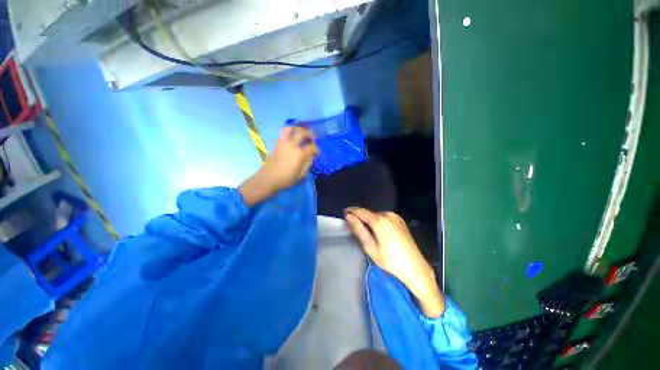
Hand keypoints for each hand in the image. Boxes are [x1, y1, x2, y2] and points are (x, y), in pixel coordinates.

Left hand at [262, 126, 317, 190]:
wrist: (268, 178)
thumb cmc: (286, 179)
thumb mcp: (301, 175)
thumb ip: (308, 163)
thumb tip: (311, 156)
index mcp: (299, 154)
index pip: (312, 147)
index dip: (316, 149)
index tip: (317, 152)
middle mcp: (291, 145)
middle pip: (302, 133)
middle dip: (309, 134)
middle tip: (312, 139)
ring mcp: (283, 142)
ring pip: (290, 128)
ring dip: (298, 128)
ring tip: (302, 133)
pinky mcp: (276, 143)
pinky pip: (283, 132)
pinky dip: (290, 131)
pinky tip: (293, 137)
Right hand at [344, 207, 444, 316]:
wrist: (416, 269)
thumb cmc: (390, 261)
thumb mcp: (370, 247)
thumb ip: (358, 229)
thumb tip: (348, 216)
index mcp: (380, 220)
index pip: (361, 211)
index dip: (351, 211)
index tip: (344, 214)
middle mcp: (388, 214)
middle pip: (369, 213)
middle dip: (360, 218)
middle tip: (354, 229)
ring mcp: (396, 217)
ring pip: (376, 216)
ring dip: (369, 221)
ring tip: (366, 233)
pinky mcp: (400, 221)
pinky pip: (384, 218)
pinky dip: (378, 222)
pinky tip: (378, 233)